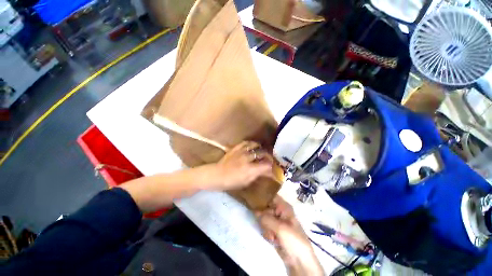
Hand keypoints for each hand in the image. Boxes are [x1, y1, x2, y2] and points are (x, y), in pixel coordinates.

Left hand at [212, 141, 273, 190]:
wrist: (216, 175)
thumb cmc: (231, 182)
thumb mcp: (246, 181)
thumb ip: (259, 175)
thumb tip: (269, 172)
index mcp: (250, 169)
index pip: (267, 165)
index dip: (273, 166)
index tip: (275, 167)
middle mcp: (247, 158)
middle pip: (263, 153)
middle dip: (269, 156)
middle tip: (270, 159)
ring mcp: (241, 151)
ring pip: (255, 146)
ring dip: (261, 148)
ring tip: (262, 151)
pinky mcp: (236, 148)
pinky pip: (246, 142)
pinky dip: (252, 144)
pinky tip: (253, 146)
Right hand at [256, 196, 323, 275]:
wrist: (299, 260)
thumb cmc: (293, 239)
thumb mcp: (280, 228)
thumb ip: (266, 218)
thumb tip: (254, 211)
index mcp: (284, 206)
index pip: (271, 196)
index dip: (263, 197)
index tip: (254, 202)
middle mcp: (279, 211)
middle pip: (265, 208)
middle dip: (264, 218)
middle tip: (267, 226)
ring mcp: (276, 221)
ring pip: (263, 218)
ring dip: (266, 228)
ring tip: (272, 236)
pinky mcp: (274, 229)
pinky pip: (265, 227)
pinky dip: (267, 233)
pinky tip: (273, 240)